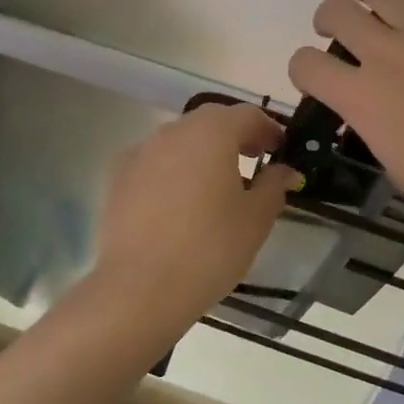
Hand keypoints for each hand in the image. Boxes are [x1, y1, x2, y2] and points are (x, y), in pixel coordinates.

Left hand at [91, 103, 296, 323]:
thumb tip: (285, 170)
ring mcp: (141, 151)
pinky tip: (179, 201)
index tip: (280, 150)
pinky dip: (173, 170)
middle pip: (211, 121)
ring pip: (180, 140)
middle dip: (235, 136)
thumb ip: (274, 186)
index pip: (247, 114)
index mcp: (211, 132)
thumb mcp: (256, 219)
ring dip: (202, 152)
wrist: (139, 288)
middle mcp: (173, 131)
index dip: (268, 129)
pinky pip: (155, 161)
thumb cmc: (209, 249)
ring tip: (216, 185)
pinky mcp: (118, 176)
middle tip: (253, 161)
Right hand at [289, 0, 403, 245]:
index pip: (307, 64)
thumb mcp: (390, 161)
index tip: (314, 76)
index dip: (303, 68)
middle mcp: (387, 54)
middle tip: (333, 28)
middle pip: (338, 14)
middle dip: (326, 18)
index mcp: (362, 97)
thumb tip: (365, 102)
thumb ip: (368, 120)